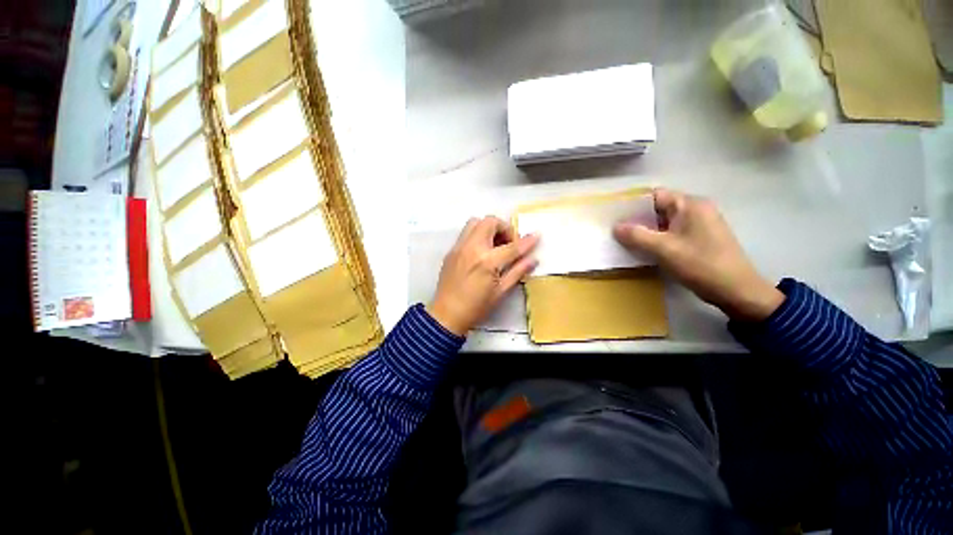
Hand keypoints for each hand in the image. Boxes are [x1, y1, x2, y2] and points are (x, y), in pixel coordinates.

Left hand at [428, 217, 539, 335]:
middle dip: (504, 228)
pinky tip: (481, 252)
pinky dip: (477, 235)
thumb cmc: (476, 307)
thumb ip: (518, 271)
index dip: (527, 241)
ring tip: (494, 244)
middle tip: (508, 243)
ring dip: (489, 228)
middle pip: (490, 222)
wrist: (447, 314)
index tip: (536, 236)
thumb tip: (533, 259)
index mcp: (487, 262)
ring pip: (475, 222)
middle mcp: (472, 248)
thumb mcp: (501, 291)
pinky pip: (466, 233)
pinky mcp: (452, 250)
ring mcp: (459, 247)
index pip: (512, 246)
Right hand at [613, 188, 783, 321]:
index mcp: (690, 205)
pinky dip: (656, 238)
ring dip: (645, 230)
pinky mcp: (699, 239)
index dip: (633, 204)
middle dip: (637, 219)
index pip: (655, 196)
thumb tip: (615, 227)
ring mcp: (699, 224)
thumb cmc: (701, 264)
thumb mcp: (664, 249)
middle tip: (615, 230)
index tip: (613, 216)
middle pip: (659, 208)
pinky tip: (643, 249)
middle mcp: (696, 209)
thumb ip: (637, 236)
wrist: (737, 291)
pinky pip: (671, 233)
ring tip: (624, 240)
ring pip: (664, 222)